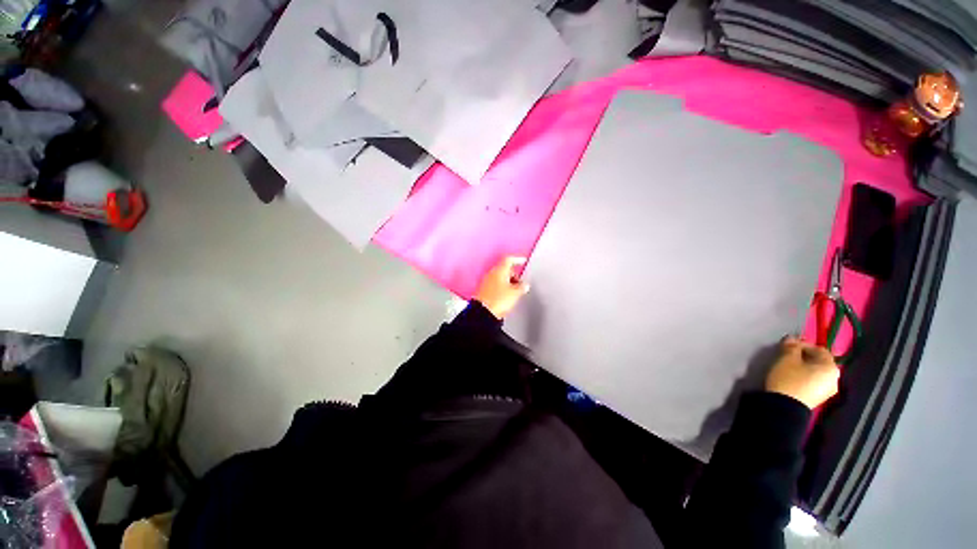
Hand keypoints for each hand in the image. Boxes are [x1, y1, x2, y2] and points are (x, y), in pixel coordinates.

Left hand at [474, 256, 529, 318]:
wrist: (483, 313)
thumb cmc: (497, 300)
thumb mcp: (515, 293)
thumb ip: (522, 287)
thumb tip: (524, 285)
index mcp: (499, 270)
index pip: (509, 259)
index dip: (517, 259)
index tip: (522, 261)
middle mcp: (491, 273)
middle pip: (503, 269)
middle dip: (513, 274)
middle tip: (520, 281)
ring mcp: (486, 281)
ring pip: (499, 277)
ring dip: (507, 282)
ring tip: (514, 291)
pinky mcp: (483, 290)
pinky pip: (494, 285)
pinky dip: (501, 288)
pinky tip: (505, 296)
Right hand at [765, 336, 840, 408]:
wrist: (784, 407)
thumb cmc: (788, 379)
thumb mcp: (786, 358)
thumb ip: (791, 346)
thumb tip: (792, 339)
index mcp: (831, 367)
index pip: (819, 349)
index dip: (804, 344)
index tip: (788, 344)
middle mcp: (834, 378)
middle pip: (819, 362)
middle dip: (803, 356)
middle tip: (787, 355)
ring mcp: (827, 391)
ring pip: (815, 372)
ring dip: (803, 367)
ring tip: (788, 366)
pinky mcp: (818, 398)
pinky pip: (813, 382)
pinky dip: (804, 377)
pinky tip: (792, 377)